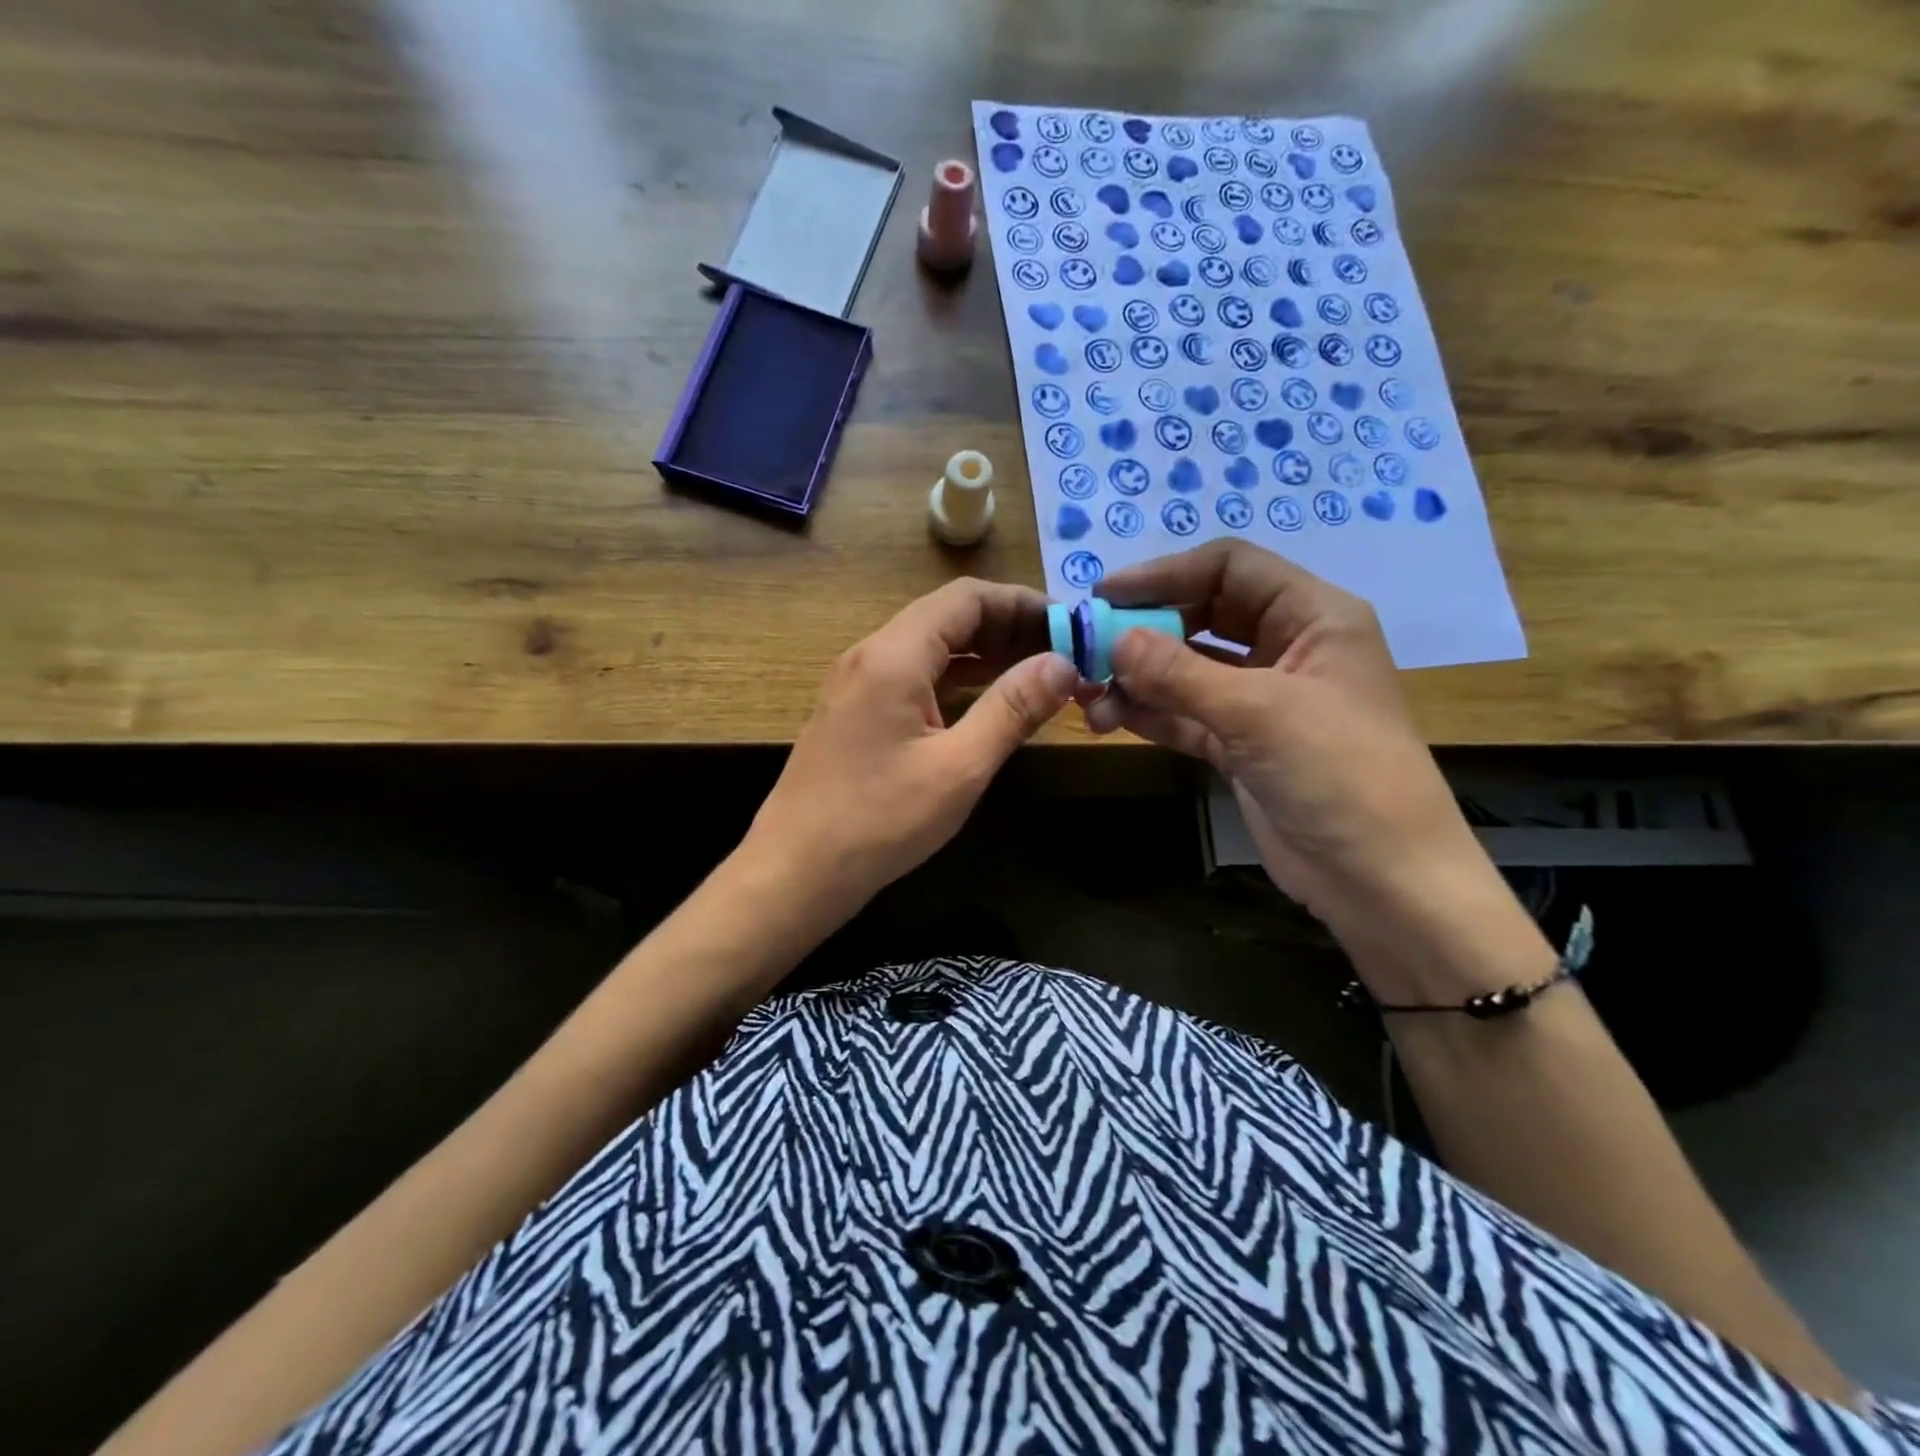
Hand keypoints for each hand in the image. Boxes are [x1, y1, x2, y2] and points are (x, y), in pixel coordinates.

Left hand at [743, 578, 1077, 923]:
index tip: (1068, 626)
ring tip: (1037, 675)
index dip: (1021, 603)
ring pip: (930, 647)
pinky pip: (914, 676)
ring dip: (984, 654)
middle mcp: (871, 655)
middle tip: (1061, 655)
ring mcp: (858, 684)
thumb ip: (1012, 709)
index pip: (966, 598)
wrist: (795, 871)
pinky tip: (988, 703)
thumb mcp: (959, 767)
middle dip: (1007, 627)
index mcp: (894, 656)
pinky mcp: (855, 712)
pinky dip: (956, 679)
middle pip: (947, 617)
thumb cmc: (879, 822)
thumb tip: (1062, 664)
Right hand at [1082, 540, 1491, 943]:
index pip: (1230, 568)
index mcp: (1313, 616)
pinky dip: (1150, 713)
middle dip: (1145, 629)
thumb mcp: (1258, 712)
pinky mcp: (1240, 744)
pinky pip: (1185, 714)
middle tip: (1088, 646)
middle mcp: (1286, 647)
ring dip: (1138, 678)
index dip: (1166, 573)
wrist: (1381, 878)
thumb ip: (1179, 673)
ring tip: (1090, 696)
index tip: (1106, 593)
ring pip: (1187, 669)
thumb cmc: (1339, 772)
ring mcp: (1261, 699)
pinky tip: (1110, 718)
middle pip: (1202, 615)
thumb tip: (1113, 639)